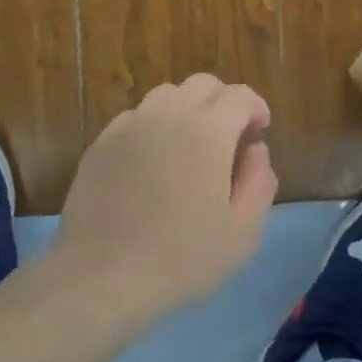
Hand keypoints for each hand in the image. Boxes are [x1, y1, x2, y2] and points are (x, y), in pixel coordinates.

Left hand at [51, 74, 276, 329]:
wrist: (101, 276)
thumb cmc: (181, 258)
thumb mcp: (243, 232)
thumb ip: (260, 181)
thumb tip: (255, 149)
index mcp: (209, 130)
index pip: (240, 96)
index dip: (256, 109)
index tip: (258, 134)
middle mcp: (169, 114)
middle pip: (204, 84)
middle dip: (224, 103)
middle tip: (228, 139)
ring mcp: (131, 125)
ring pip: (167, 95)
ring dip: (187, 110)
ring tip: (189, 147)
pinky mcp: (102, 142)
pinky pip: (136, 117)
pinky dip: (154, 126)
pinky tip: (152, 162)